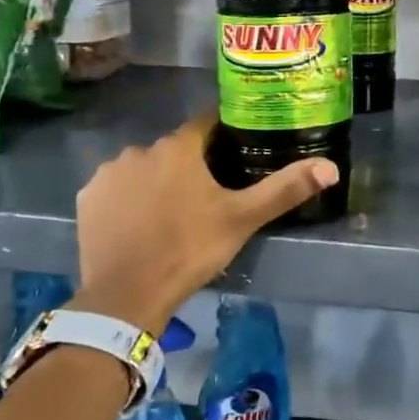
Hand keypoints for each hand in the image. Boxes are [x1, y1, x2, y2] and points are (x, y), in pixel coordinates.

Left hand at [69, 112, 337, 333]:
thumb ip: (285, 189)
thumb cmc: (190, 249)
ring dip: (157, 181)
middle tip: (207, 197)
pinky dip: (128, 199)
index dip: (224, 136)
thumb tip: (331, 167)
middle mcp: (139, 149)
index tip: (236, 153)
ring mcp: (108, 173)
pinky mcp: (87, 198)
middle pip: (174, 149)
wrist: (127, 295)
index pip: (206, 125)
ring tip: (171, 215)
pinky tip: (139, 224)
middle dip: (190, 165)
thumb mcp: (243, 219)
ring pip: (143, 168)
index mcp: (179, 147)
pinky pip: (115, 189)